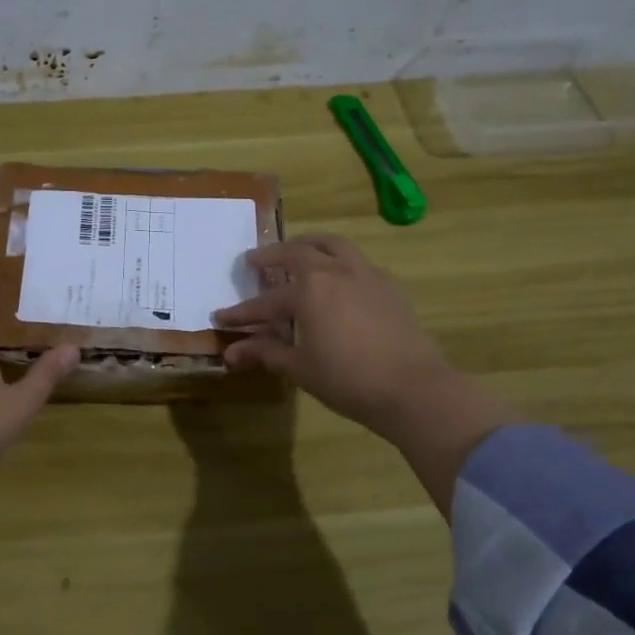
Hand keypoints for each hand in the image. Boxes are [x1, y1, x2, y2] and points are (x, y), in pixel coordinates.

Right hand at [215, 235, 517, 462]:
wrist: (414, 388)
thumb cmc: (348, 379)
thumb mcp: (300, 368)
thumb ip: (266, 353)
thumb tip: (231, 353)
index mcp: (309, 289)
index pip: (266, 301)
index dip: (242, 312)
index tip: (221, 317)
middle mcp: (336, 270)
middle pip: (298, 252)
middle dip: (272, 256)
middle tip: (255, 262)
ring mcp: (366, 274)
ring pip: (333, 245)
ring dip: (310, 245)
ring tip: (298, 252)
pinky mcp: (390, 286)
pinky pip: (358, 262)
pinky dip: (340, 262)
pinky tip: (339, 280)